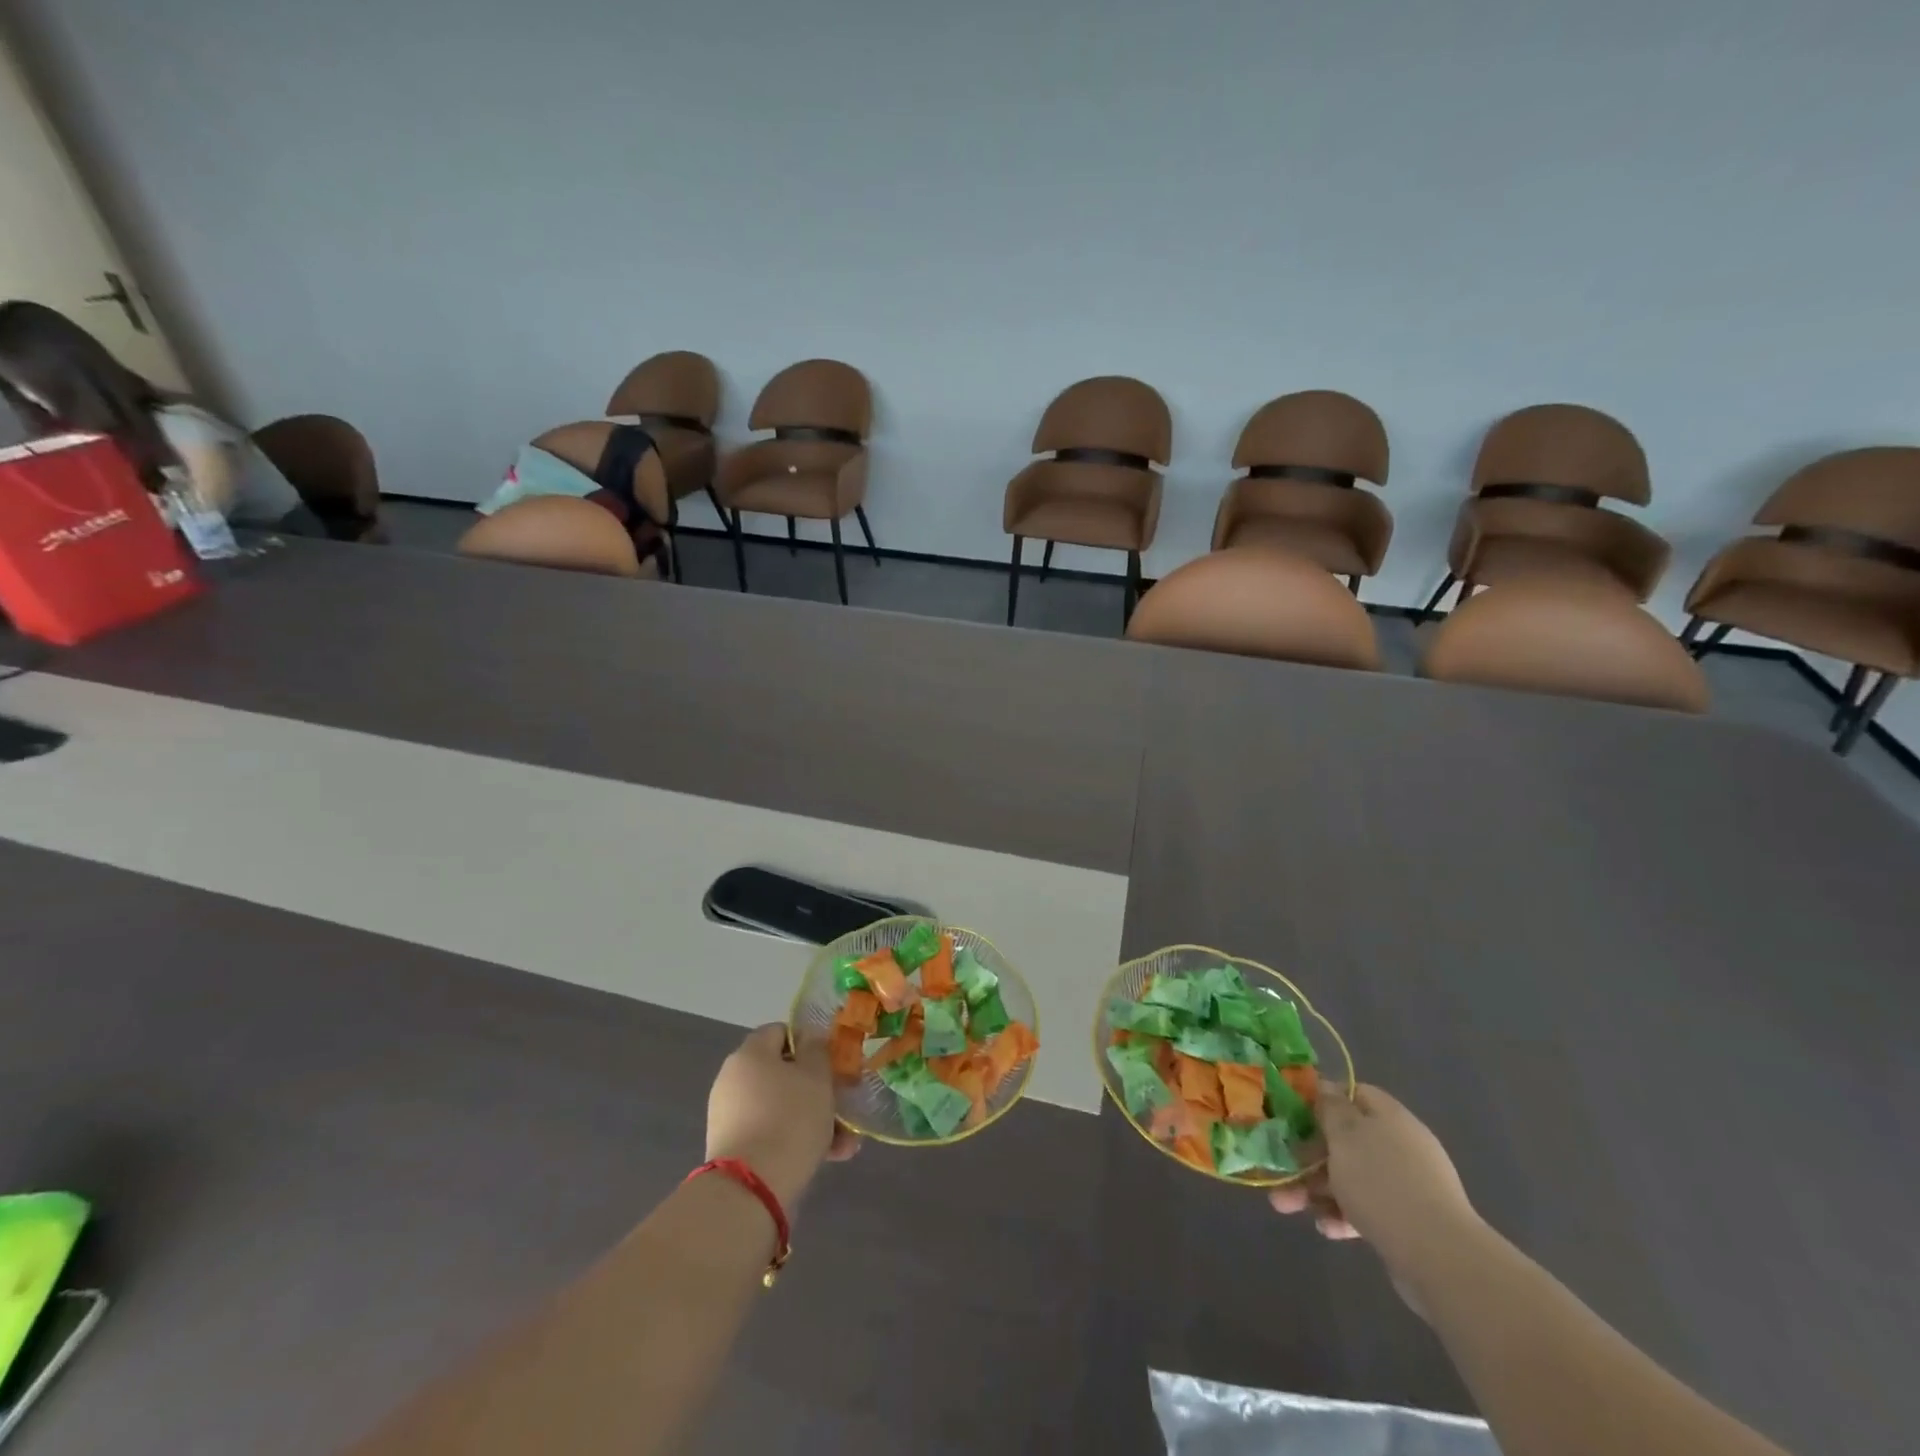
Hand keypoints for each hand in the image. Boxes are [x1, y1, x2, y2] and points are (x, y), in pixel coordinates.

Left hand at [706, 1025, 858, 1208]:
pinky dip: (796, 1140)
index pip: (780, 1031)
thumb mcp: (816, 1076)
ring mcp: (730, 1116)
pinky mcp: (733, 1149)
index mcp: (750, 1054)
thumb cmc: (790, 1118)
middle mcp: (734, 1079)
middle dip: (817, 1089)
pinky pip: (771, 1133)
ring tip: (845, 1144)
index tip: (831, 1062)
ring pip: (782, 1107)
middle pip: (783, 1074)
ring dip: (814, 1119)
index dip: (808, 1042)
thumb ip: (816, 1050)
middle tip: (843, 1106)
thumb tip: (809, 1039)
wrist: (751, 1189)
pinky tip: (828, 1158)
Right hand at [1269, 1084, 1478, 1299]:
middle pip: (1345, 1139)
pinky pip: (1367, 1209)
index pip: (1352, 1093)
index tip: (1291, 1114)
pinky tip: (1327, 1229)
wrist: (1440, 1259)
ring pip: (1350, 1177)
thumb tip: (1324, 1085)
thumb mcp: (1345, 1136)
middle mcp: (1400, 1146)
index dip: (1320, 1099)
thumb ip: (1330, 1109)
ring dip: (1316, 1189)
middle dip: (1307, 1155)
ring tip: (1285, 1206)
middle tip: (1279, 1169)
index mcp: (1389, 1117)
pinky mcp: (1408, 1222)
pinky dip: (1343, 1215)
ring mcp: (1406, 1185)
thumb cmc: (1382, 1184)